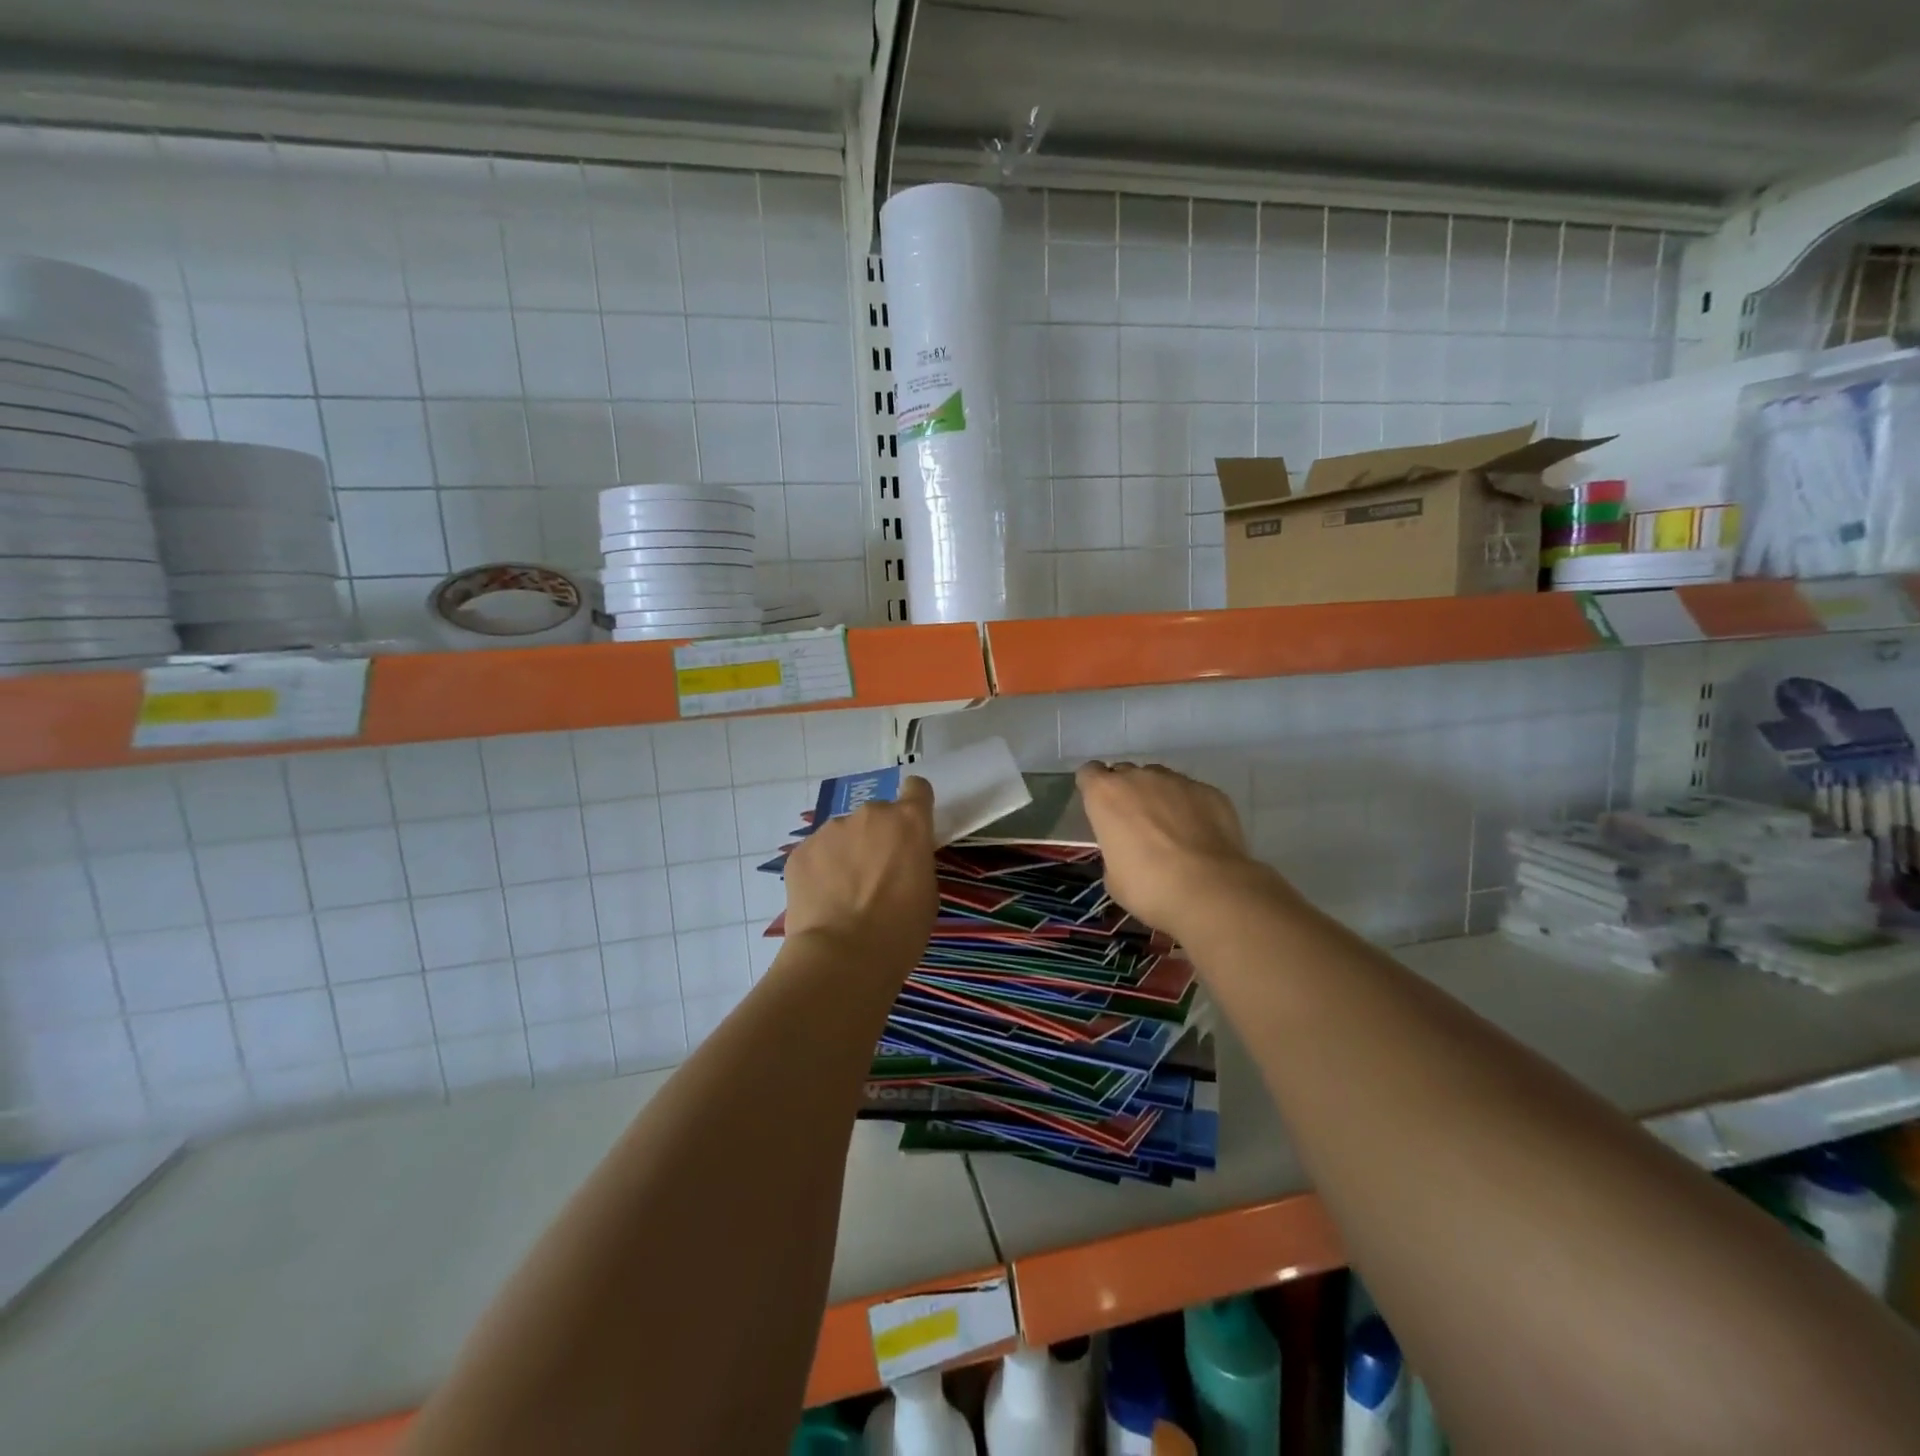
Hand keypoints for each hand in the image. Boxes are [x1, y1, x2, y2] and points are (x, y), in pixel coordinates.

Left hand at [782, 776, 936, 979]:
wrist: (844, 956)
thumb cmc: (901, 930)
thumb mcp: (927, 893)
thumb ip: (915, 862)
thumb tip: (900, 861)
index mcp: (909, 822)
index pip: (917, 789)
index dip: (915, 804)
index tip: (911, 828)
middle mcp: (869, 814)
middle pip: (876, 815)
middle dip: (876, 837)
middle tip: (874, 876)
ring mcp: (830, 830)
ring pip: (842, 834)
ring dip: (846, 853)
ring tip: (843, 894)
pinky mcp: (800, 851)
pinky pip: (816, 854)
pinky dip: (820, 871)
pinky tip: (822, 901)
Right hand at [1076, 761, 1266, 936]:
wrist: (1209, 890)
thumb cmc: (1148, 887)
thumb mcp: (1113, 876)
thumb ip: (1114, 849)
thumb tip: (1127, 850)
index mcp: (1105, 794)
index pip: (1089, 773)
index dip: (1093, 788)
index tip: (1100, 809)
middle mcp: (1139, 778)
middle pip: (1126, 773)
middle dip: (1127, 792)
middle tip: (1135, 825)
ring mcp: (1177, 781)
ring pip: (1160, 780)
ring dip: (1159, 797)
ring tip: (1171, 830)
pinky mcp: (1210, 791)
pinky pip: (1192, 793)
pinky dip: (1191, 808)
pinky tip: (1199, 836)